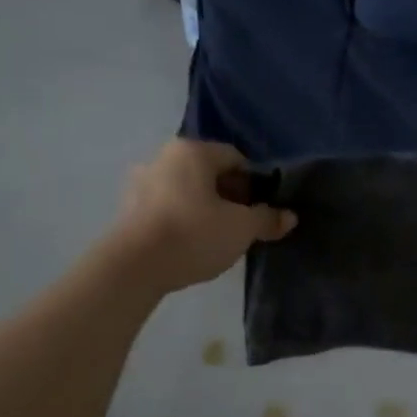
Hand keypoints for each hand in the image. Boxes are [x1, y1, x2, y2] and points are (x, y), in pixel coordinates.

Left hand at [113, 139, 295, 293]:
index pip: (235, 158)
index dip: (254, 184)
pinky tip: (190, 245)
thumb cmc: (194, 234)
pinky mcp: (128, 209)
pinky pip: (167, 208)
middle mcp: (163, 157)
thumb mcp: (241, 228)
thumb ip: (266, 219)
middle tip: (242, 227)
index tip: (260, 211)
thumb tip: (289, 217)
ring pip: (186, 191)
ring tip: (216, 239)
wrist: (134, 266)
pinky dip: (182, 220)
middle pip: (209, 174)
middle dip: (229, 197)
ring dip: (205, 210)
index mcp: (192, 151)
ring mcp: (141, 182)